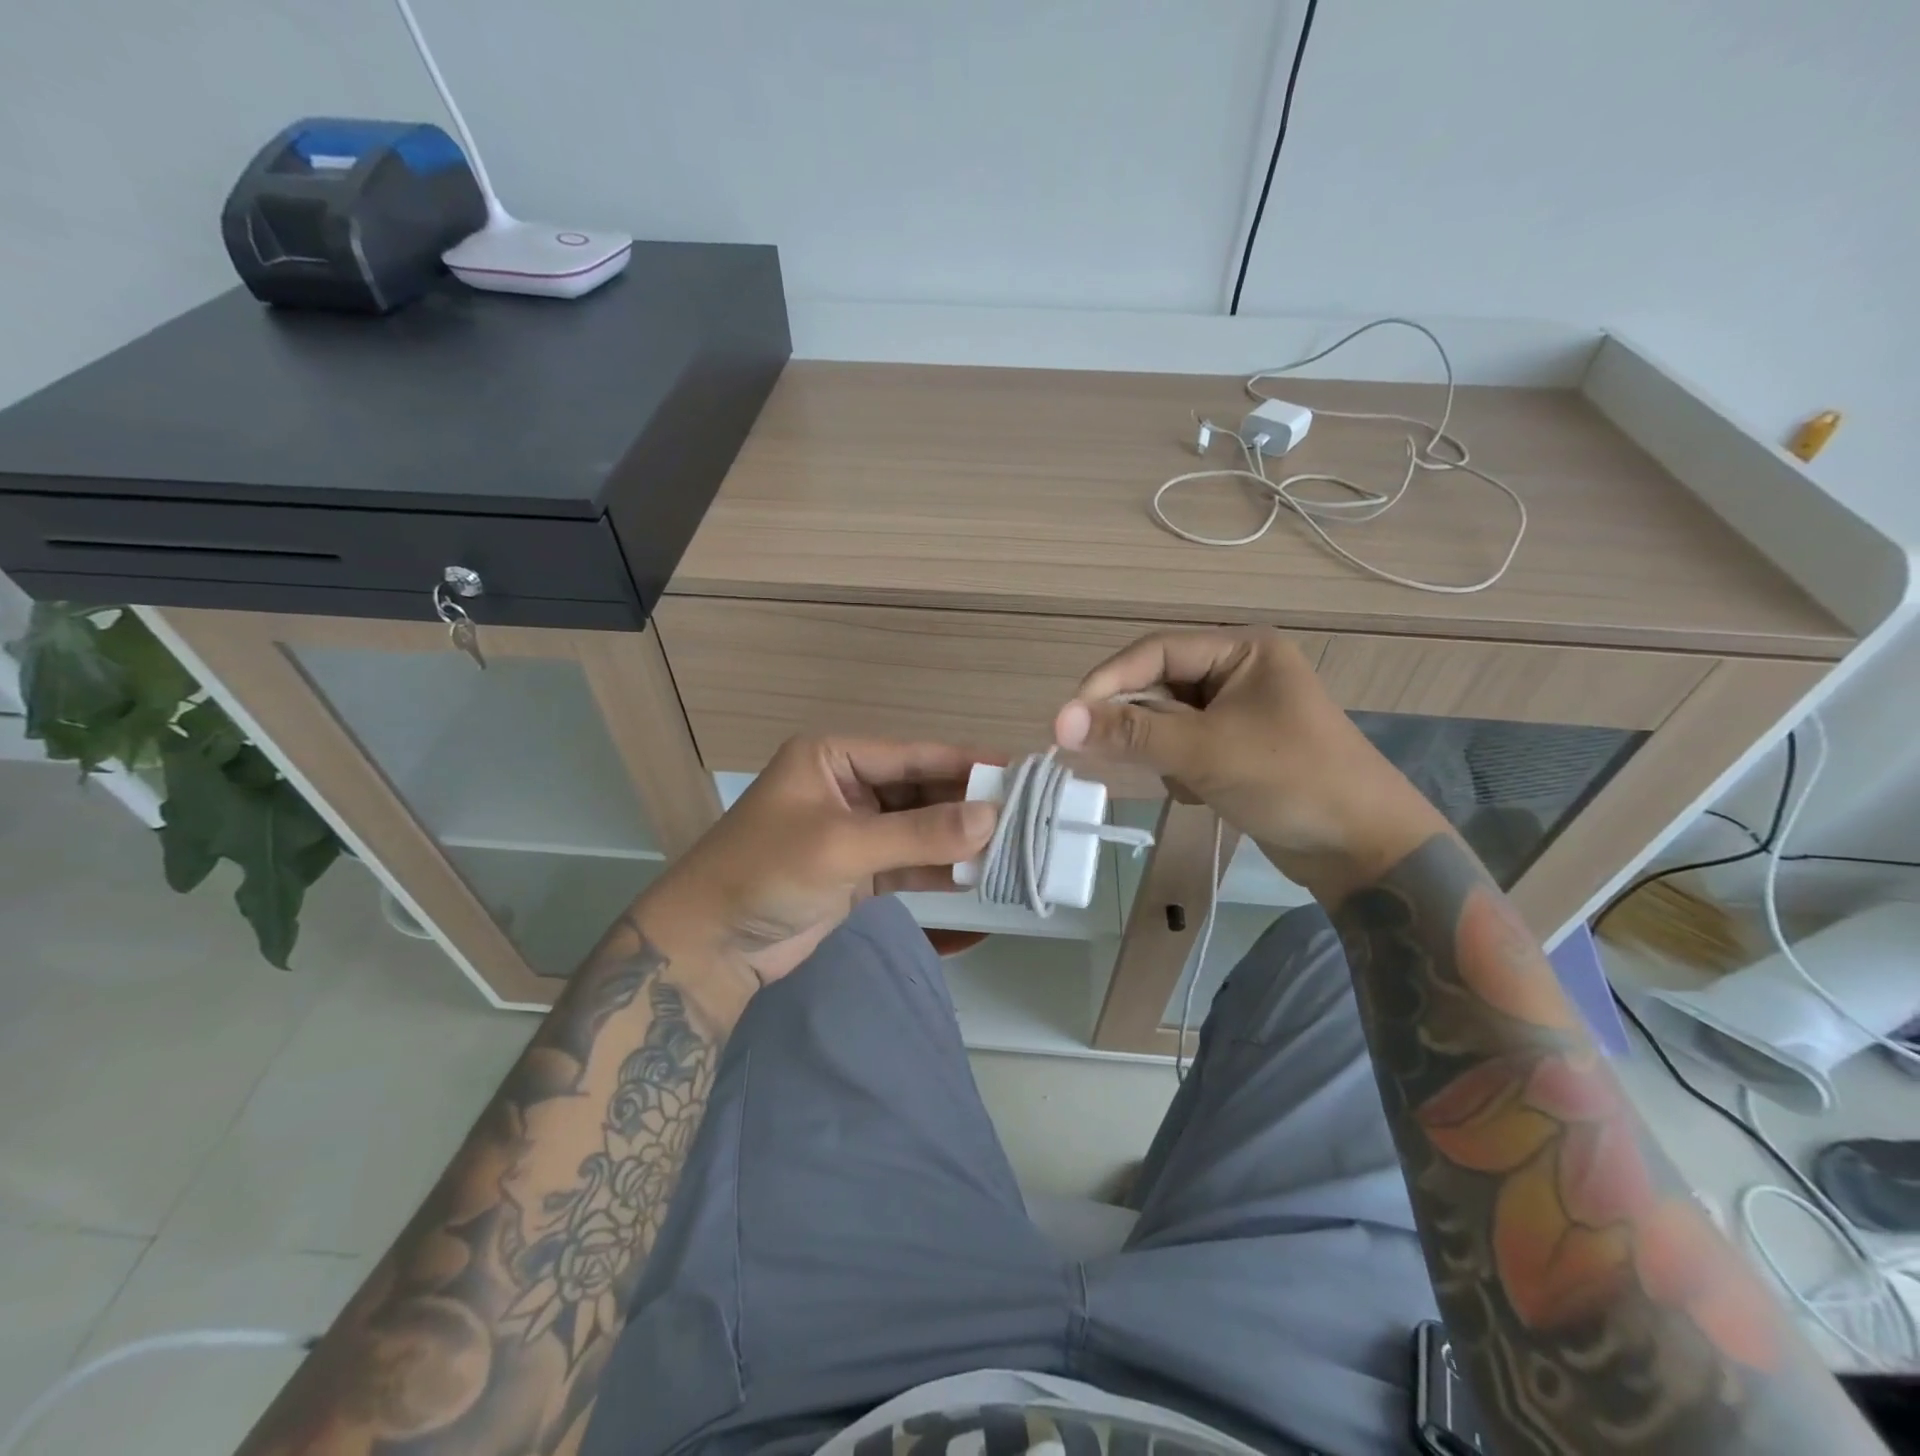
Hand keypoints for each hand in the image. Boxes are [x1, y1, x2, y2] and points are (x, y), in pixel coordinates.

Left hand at [632, 735, 995, 1018]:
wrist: (711, 947)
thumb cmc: (766, 874)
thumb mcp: (843, 845)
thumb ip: (919, 833)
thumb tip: (992, 818)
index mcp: (833, 758)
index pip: (913, 755)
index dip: (966, 763)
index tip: (1019, 773)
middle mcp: (847, 787)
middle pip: (920, 790)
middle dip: (967, 806)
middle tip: (1026, 816)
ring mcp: (854, 831)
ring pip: (919, 828)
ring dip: (958, 839)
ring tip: (1014, 846)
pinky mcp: (858, 871)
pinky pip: (909, 861)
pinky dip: (939, 868)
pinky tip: (979, 874)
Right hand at [1053, 628, 1447, 899]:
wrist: (1364, 850)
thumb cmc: (1291, 781)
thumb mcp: (1205, 751)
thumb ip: (1131, 732)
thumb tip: (1058, 721)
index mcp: (1242, 650)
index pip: (1155, 651)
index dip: (1108, 682)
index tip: (1068, 720)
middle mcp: (1238, 672)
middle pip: (1158, 684)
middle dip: (1135, 722)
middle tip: (1100, 754)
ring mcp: (1238, 713)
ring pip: (1166, 720)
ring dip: (1159, 750)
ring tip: (1182, 780)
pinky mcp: (1236, 749)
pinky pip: (1183, 746)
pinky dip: (1178, 769)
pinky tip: (1201, 793)